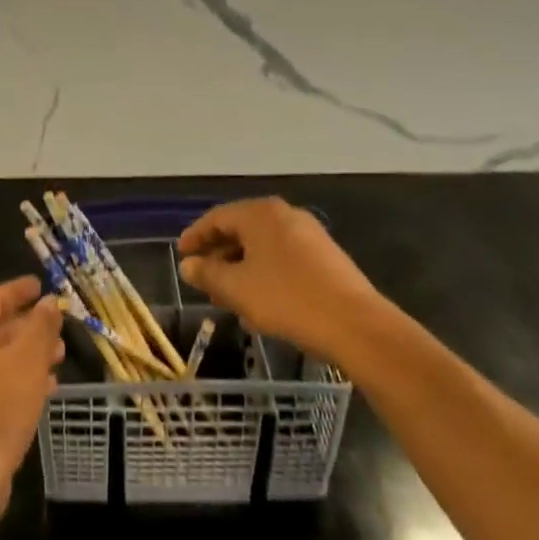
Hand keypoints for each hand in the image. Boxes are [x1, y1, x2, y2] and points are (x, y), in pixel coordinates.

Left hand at [0, 277, 63, 505]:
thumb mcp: (28, 359)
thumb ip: (40, 326)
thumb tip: (48, 302)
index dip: (19, 290)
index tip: (41, 286)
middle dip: (28, 326)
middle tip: (57, 327)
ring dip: (26, 356)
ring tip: (58, 359)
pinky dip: (16, 381)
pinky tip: (42, 391)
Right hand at [178, 198, 392, 362]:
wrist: (357, 326)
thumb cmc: (288, 300)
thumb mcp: (238, 289)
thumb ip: (208, 274)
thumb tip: (188, 265)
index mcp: (260, 213)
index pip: (217, 218)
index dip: (195, 236)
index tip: (181, 255)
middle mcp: (284, 214)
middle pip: (241, 229)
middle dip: (219, 253)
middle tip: (203, 277)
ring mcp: (309, 233)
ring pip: (263, 246)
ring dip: (242, 266)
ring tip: (228, 295)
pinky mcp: (326, 256)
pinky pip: (283, 257)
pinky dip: (265, 272)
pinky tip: (261, 301)